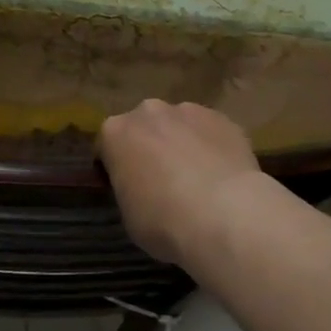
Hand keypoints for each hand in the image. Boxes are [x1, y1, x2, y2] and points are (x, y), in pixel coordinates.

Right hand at [98, 100, 268, 267]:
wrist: (224, 214)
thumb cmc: (163, 220)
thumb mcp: (128, 214)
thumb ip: (130, 189)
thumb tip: (144, 188)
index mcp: (115, 132)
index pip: (106, 146)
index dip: (113, 168)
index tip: (124, 188)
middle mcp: (149, 112)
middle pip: (143, 127)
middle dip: (148, 147)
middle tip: (160, 181)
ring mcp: (189, 111)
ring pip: (179, 125)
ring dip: (181, 144)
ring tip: (196, 179)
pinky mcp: (224, 119)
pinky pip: (210, 132)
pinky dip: (211, 147)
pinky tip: (221, 175)